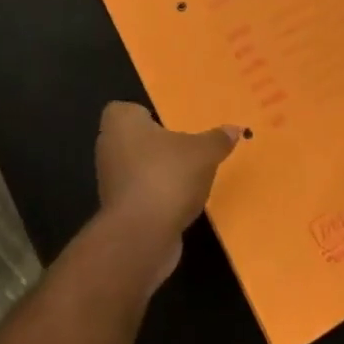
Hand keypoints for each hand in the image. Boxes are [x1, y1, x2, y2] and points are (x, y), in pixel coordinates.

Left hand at [95, 102, 239, 285]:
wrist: (142, 235)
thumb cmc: (167, 176)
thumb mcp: (203, 153)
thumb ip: (217, 139)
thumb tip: (234, 129)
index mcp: (121, 122)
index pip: (125, 109)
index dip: (144, 114)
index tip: (169, 122)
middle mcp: (108, 146)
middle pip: (134, 139)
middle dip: (157, 144)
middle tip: (186, 146)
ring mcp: (110, 180)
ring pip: (137, 168)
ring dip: (158, 172)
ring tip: (189, 176)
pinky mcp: (118, 209)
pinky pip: (141, 193)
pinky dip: (157, 196)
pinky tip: (181, 202)